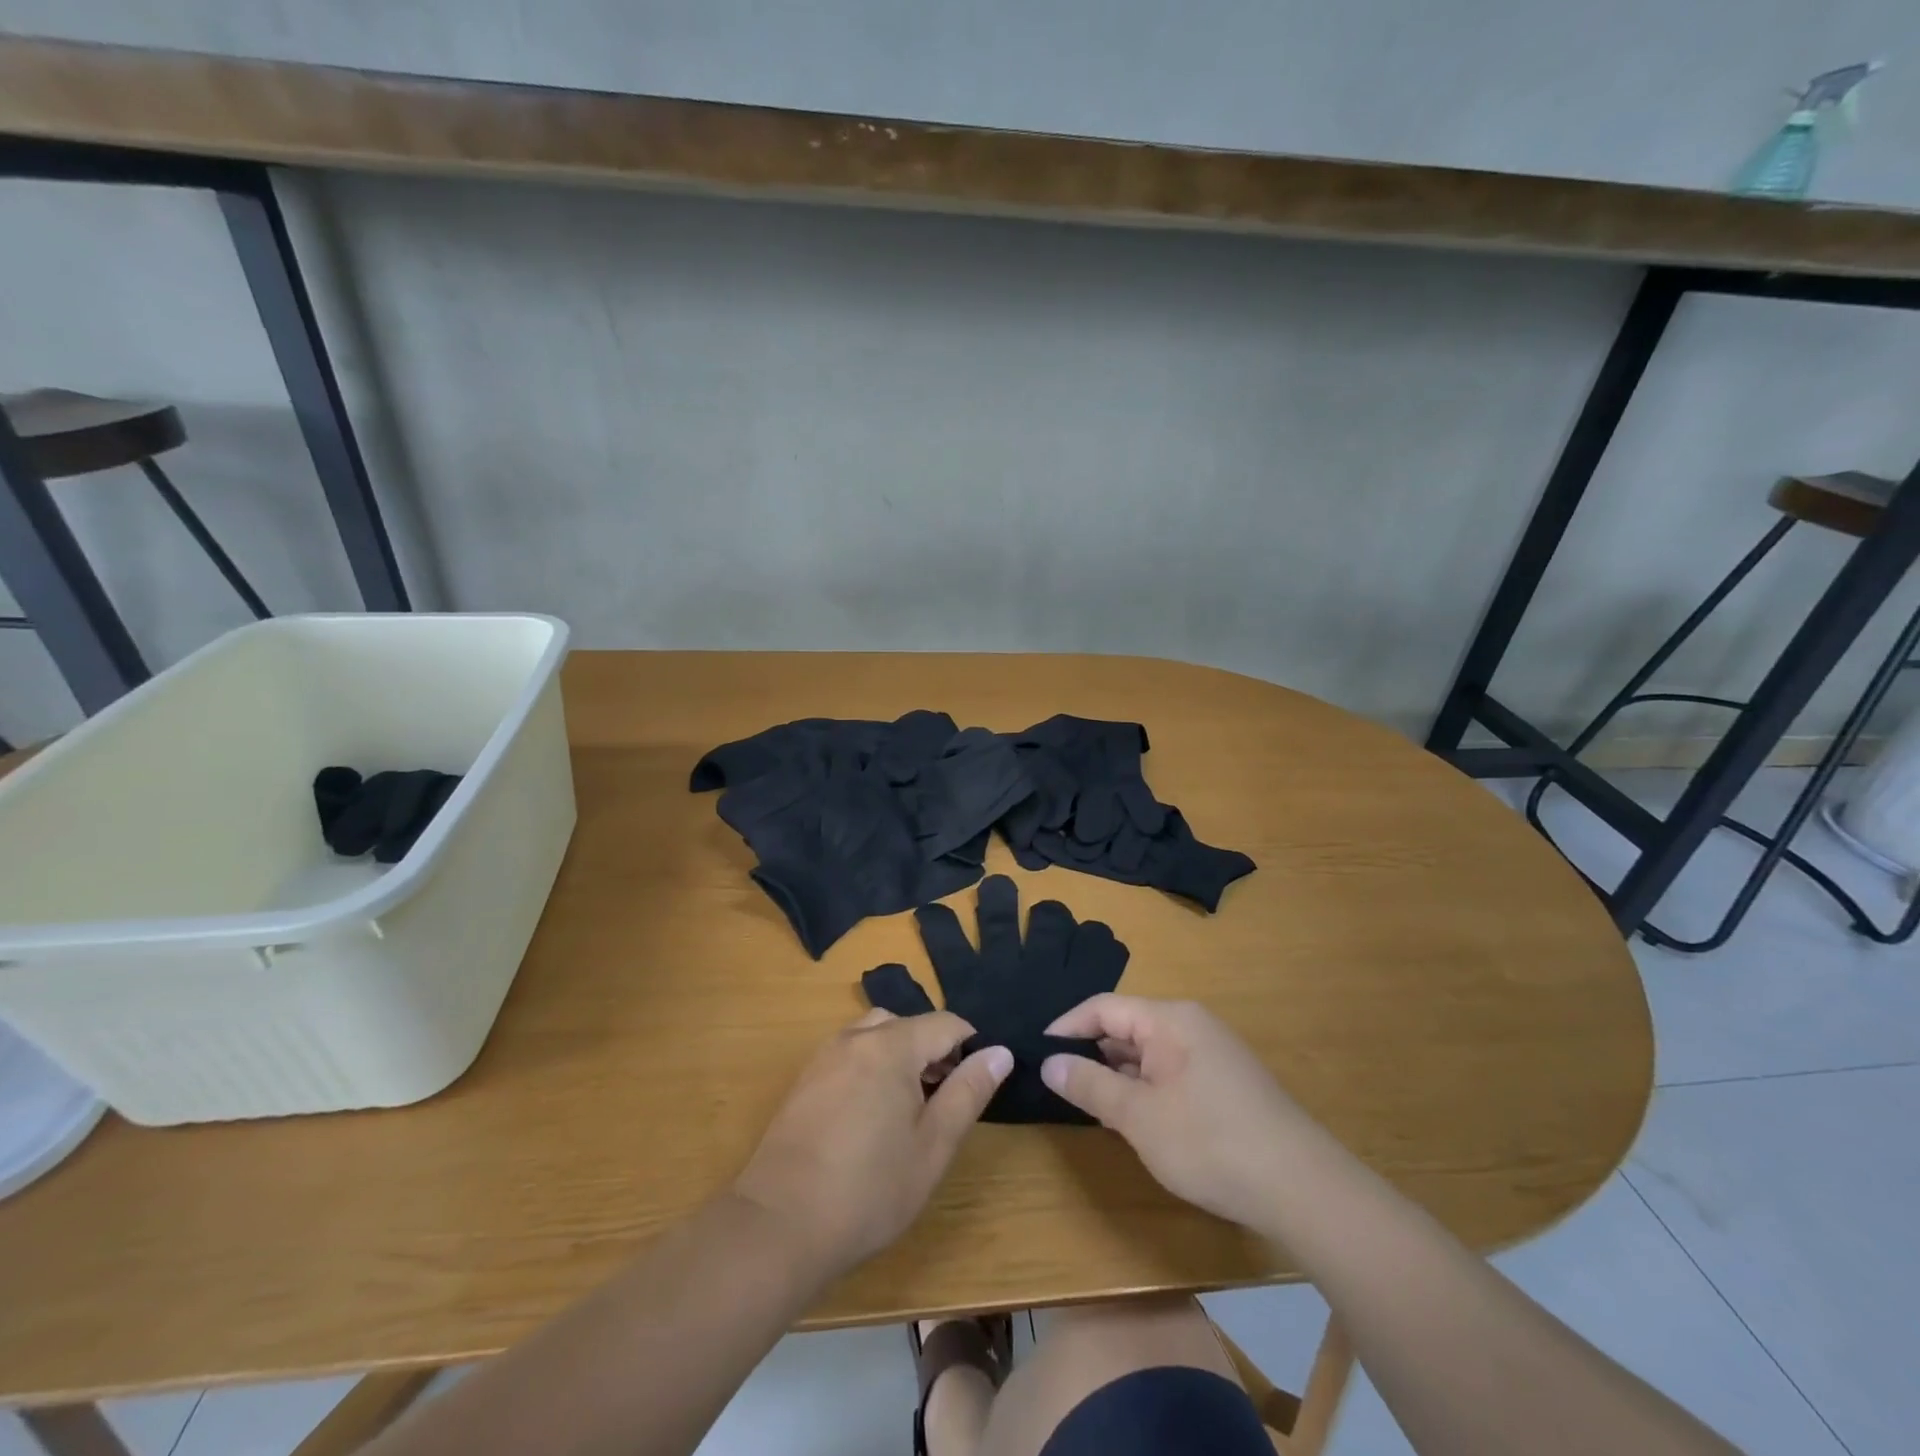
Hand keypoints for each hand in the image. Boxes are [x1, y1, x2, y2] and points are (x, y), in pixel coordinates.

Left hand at [733, 1009, 1012, 1276]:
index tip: (977, 1086)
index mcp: (892, 1046)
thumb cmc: (869, 1190)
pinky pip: (850, 1053)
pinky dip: (871, 1067)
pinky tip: (870, 1118)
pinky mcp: (805, 1079)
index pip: (946, 1023)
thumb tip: (1000, 1052)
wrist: (779, 1225)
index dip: (971, 1048)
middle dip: (934, 1051)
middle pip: (909, 1024)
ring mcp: (825, 1055)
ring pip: (876, 1035)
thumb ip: (968, 1092)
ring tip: (908, 1109)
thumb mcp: (933, 1146)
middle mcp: (856, 1037)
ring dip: (901, 1057)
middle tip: (943, 1102)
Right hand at [1041, 995, 1315, 1229]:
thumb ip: (1090, 1086)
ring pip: (1148, 1052)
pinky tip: (1133, 1118)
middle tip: (1056, 1082)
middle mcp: (1191, 1025)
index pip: (1103, 1007)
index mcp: (1169, 1019)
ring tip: (1086, 1101)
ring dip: (1118, 1074)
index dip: (1067, 1026)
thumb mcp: (1139, 1117)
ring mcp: (1211, 1054)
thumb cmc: (1211, 1142)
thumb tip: (1048, 1063)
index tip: (1037, 1051)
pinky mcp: (1224, 1083)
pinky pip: (1170, 1072)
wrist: (1304, 1189)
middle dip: (1091, 1052)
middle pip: (1126, 1026)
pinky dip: (1144, 1088)